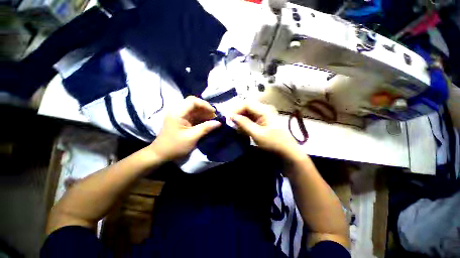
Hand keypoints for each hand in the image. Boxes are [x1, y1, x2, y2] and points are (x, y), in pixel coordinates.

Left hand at [150, 96, 220, 160]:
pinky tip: (208, 123)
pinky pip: (194, 116)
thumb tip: (219, 122)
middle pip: (194, 103)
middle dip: (206, 109)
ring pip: (195, 109)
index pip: (193, 101)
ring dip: (205, 113)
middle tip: (215, 116)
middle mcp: (178, 111)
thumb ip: (206, 128)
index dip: (205, 105)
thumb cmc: (175, 146)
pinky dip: (202, 118)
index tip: (214, 113)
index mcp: (178, 113)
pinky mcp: (182, 120)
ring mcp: (180, 115)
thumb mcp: (192, 137)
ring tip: (214, 120)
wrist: (161, 154)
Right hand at [231, 102, 301, 158]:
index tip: (227, 118)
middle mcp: (264, 109)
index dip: (236, 109)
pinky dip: (245, 123)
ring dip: (240, 119)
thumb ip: (244, 124)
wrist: (287, 152)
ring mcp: (264, 115)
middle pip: (247, 107)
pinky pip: (251, 118)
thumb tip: (231, 116)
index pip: (247, 104)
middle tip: (229, 122)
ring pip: (248, 113)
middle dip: (237, 114)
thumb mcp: (257, 134)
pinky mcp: (263, 121)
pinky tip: (241, 129)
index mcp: (265, 110)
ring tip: (234, 126)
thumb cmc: (273, 143)